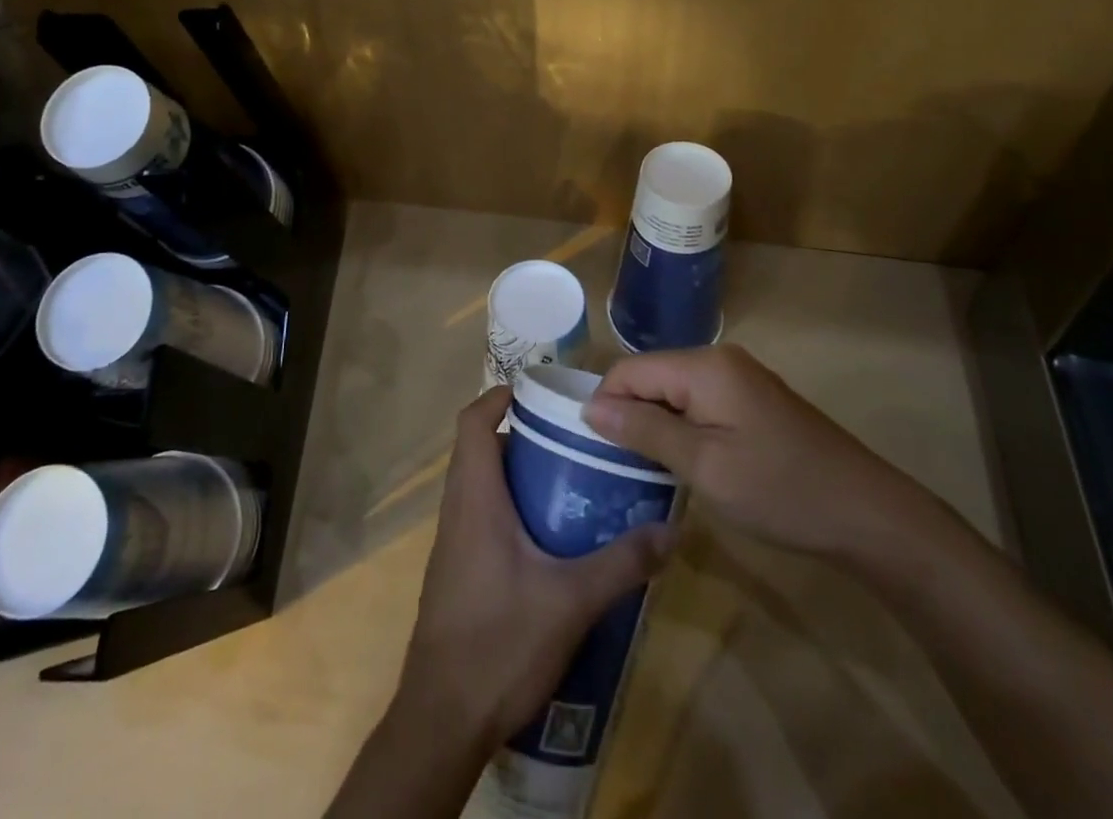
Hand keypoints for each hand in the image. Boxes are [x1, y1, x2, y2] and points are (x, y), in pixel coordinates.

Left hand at [396, 384, 678, 748]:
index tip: (538, 392)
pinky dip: (510, 510)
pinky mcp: (457, 573)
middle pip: (480, 450)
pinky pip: (480, 518)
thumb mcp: (571, 601)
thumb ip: (621, 563)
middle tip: (570, 439)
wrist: (442, 720)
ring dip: (517, 476)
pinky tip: (549, 541)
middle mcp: (457, 511)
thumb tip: (670, 530)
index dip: (499, 397)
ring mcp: (452, 544)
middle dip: (522, 436)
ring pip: (480, 486)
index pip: (473, 423)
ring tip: (569, 483)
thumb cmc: (499, 643)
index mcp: (474, 498)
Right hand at [583, 345, 947, 563]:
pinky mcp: (754, 402)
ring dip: (656, 425)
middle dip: (629, 415)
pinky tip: (684, 462)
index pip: (630, 370)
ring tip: (644, 468)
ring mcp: (741, 380)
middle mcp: (719, 360)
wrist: (869, 515)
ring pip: (675, 392)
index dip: (605, 405)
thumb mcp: (704, 465)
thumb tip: (591, 408)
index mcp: (704, 366)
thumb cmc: (780, 490)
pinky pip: (700, 404)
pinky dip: (683, 429)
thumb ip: (645, 431)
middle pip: (652, 377)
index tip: (592, 450)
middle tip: (617, 466)